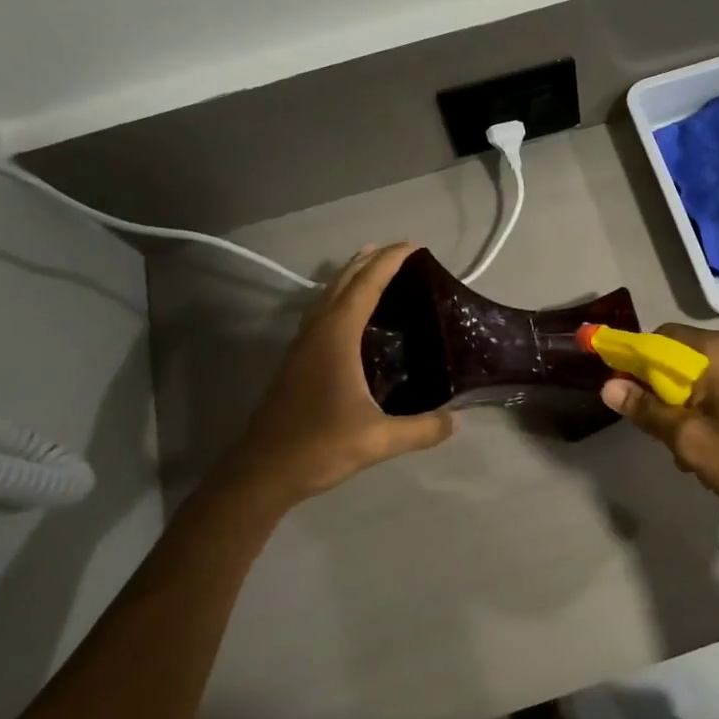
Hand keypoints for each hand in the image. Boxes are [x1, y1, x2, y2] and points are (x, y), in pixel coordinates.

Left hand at [224, 244, 455, 502]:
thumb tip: (458, 420)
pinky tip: (350, 314)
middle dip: (370, 260)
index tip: (414, 246)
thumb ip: (422, 429)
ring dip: (351, 276)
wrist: (261, 472)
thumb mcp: (378, 441)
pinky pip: (321, 313)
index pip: (365, 286)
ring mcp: (302, 346)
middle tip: (400, 250)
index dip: (389, 262)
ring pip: (327, 296)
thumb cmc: (318, 447)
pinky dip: (340, 298)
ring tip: (373, 266)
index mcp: (336, 338)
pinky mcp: (296, 362)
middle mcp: (317, 332)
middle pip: (343, 282)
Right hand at [599, 325, 718, 551]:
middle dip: (665, 390)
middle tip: (664, 434)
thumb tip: (609, 386)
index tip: (628, 396)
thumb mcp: (692, 443)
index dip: (635, 361)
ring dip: (691, 403)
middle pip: (685, 355)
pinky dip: (716, 405)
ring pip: (709, 374)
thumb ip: (648, 411)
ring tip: (694, 450)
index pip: (661, 337)